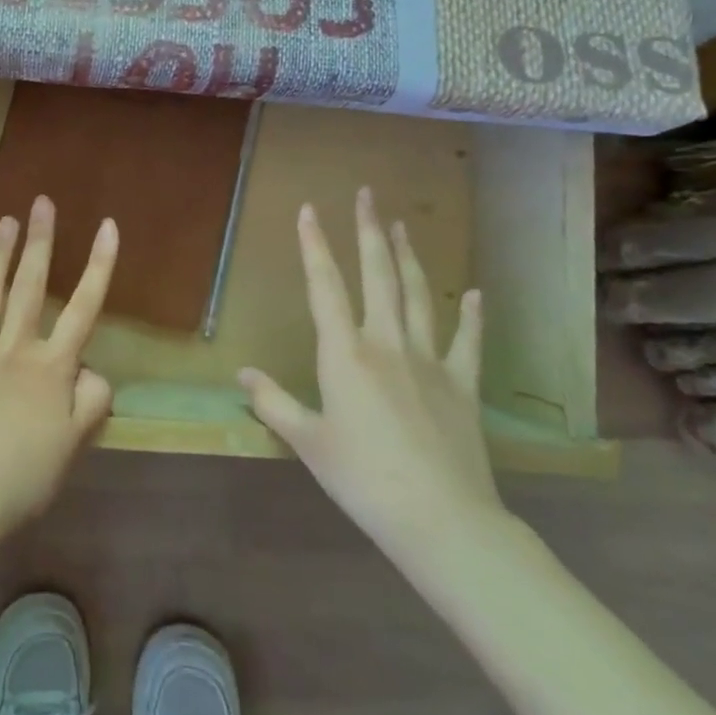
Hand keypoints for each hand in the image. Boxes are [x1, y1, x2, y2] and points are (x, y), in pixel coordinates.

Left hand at [0, 196, 116, 541]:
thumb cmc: (23, 477)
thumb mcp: (74, 445)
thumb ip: (90, 401)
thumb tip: (91, 371)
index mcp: (51, 368)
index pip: (84, 307)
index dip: (99, 265)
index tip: (107, 225)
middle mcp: (13, 350)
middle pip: (30, 288)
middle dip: (40, 243)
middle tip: (42, 202)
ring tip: (4, 222)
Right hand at [239, 189, 505, 562]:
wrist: (441, 519)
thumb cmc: (363, 479)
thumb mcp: (307, 442)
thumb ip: (273, 403)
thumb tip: (241, 375)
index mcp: (345, 354)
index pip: (325, 286)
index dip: (314, 245)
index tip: (309, 209)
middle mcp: (387, 343)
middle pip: (377, 275)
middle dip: (368, 231)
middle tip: (366, 195)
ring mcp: (430, 361)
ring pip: (417, 295)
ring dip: (407, 257)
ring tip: (401, 225)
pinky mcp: (462, 385)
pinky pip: (467, 342)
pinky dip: (470, 316)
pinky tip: (473, 294)